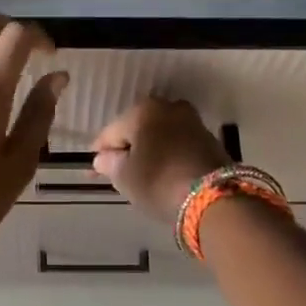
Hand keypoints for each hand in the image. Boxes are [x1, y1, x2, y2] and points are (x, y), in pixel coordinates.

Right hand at [92, 98, 231, 223]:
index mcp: (143, 111)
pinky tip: (161, 173)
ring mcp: (192, 122)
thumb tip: (104, 158)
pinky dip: (166, 156)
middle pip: (137, 130)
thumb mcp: (124, 177)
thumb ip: (109, 164)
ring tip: (139, 175)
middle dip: (126, 149)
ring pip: (159, 136)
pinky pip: (177, 145)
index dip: (99, 153)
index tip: (91, 171)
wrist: (213, 197)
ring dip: (148, 152)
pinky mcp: (209, 140)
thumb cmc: (158, 182)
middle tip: (115, 173)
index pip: (111, 132)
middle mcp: (169, 108)